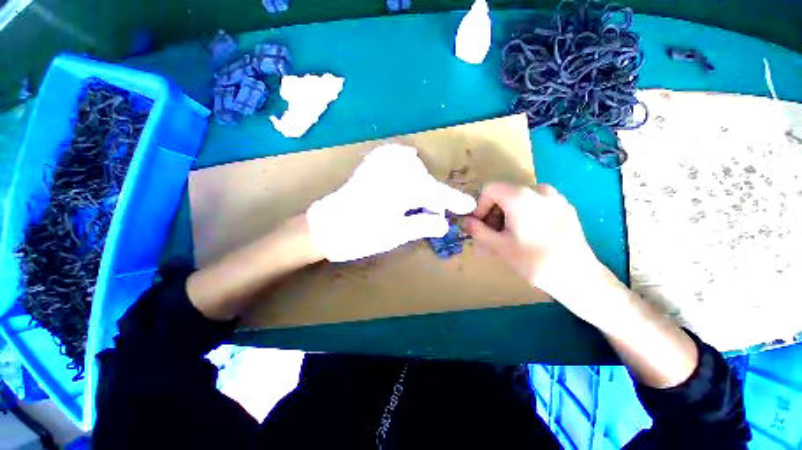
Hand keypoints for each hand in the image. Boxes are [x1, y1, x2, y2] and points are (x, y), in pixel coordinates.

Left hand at [306, 144, 476, 261]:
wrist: (324, 229)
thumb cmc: (359, 236)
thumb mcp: (394, 235)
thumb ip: (421, 226)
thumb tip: (445, 223)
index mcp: (397, 191)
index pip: (433, 193)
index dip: (452, 200)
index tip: (468, 205)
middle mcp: (389, 173)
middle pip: (423, 178)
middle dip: (434, 194)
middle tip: (435, 211)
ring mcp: (376, 167)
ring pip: (410, 163)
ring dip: (420, 179)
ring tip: (421, 197)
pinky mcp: (367, 167)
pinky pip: (390, 155)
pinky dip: (402, 160)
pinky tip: (405, 168)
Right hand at [464, 183, 610, 321]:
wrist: (578, 276)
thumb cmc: (533, 260)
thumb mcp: (498, 246)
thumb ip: (477, 230)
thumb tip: (466, 221)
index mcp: (520, 196)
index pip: (489, 190)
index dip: (480, 207)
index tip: (480, 226)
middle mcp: (539, 190)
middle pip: (505, 194)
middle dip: (494, 213)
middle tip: (492, 235)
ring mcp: (555, 197)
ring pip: (520, 199)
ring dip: (508, 215)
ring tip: (508, 237)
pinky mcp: (565, 207)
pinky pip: (536, 204)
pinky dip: (524, 215)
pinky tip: (528, 235)